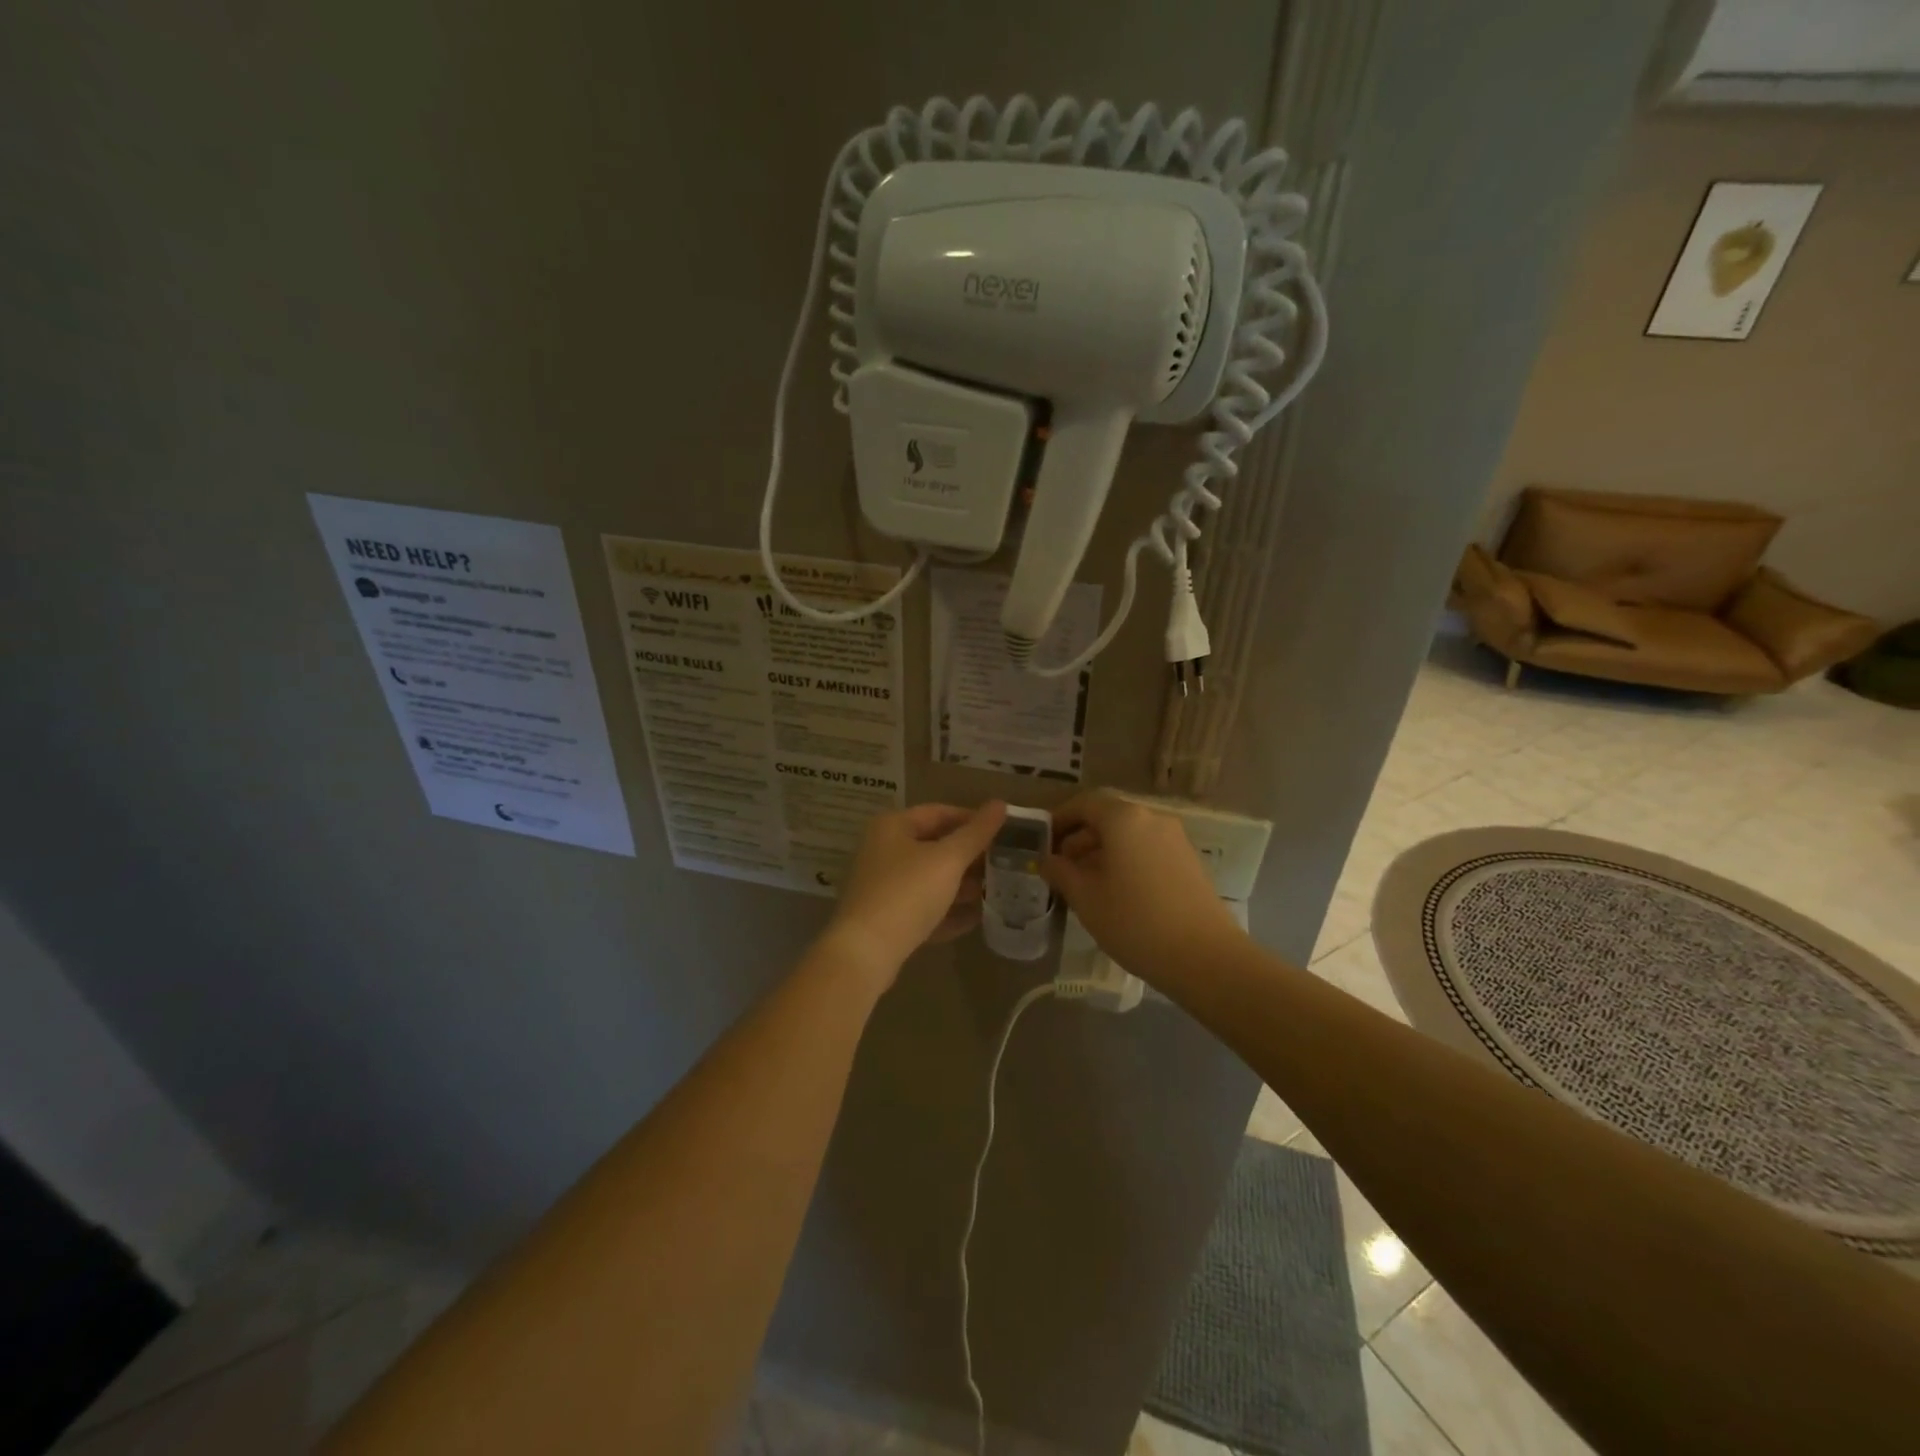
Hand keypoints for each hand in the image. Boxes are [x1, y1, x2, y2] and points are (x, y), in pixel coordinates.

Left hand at [821, 801, 1008, 986]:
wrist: (866, 952)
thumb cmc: (908, 893)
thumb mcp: (948, 859)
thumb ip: (976, 833)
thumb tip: (1000, 803)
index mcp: (893, 827)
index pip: (940, 812)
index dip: (973, 819)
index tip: (1004, 831)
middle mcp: (884, 851)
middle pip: (935, 846)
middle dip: (970, 856)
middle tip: (1005, 862)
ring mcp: (884, 886)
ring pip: (930, 879)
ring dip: (962, 884)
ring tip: (996, 890)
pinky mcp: (888, 918)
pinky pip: (924, 907)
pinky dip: (948, 910)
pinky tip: (977, 918)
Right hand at [1041, 792, 1243, 980]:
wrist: (1205, 957)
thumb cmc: (1135, 921)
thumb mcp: (1085, 898)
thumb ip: (1060, 872)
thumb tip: (1047, 860)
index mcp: (1124, 818)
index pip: (1084, 804)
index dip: (1060, 819)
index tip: (1043, 843)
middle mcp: (1152, 819)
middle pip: (1107, 818)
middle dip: (1079, 840)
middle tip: (1059, 869)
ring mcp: (1175, 839)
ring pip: (1128, 836)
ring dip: (1102, 853)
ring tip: (1084, 886)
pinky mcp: (1188, 862)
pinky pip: (1147, 850)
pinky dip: (1126, 862)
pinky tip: (1116, 894)